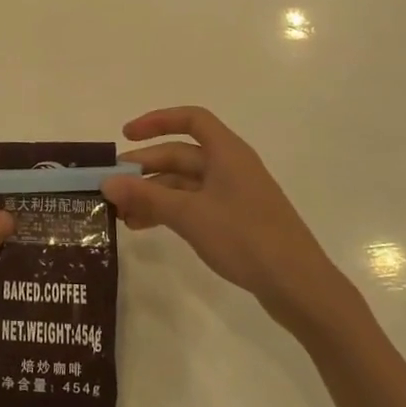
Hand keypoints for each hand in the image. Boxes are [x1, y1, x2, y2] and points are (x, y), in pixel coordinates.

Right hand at [102, 107, 360, 336]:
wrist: (299, 286)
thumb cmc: (246, 238)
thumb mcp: (189, 215)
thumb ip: (146, 197)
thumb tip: (106, 183)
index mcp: (227, 153)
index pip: (191, 119)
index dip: (157, 121)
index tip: (126, 135)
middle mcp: (231, 167)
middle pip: (181, 155)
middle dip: (145, 168)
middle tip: (111, 185)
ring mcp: (234, 195)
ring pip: (184, 184)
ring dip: (152, 194)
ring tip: (121, 214)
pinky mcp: (235, 221)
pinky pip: (193, 205)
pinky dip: (168, 211)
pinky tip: (144, 227)